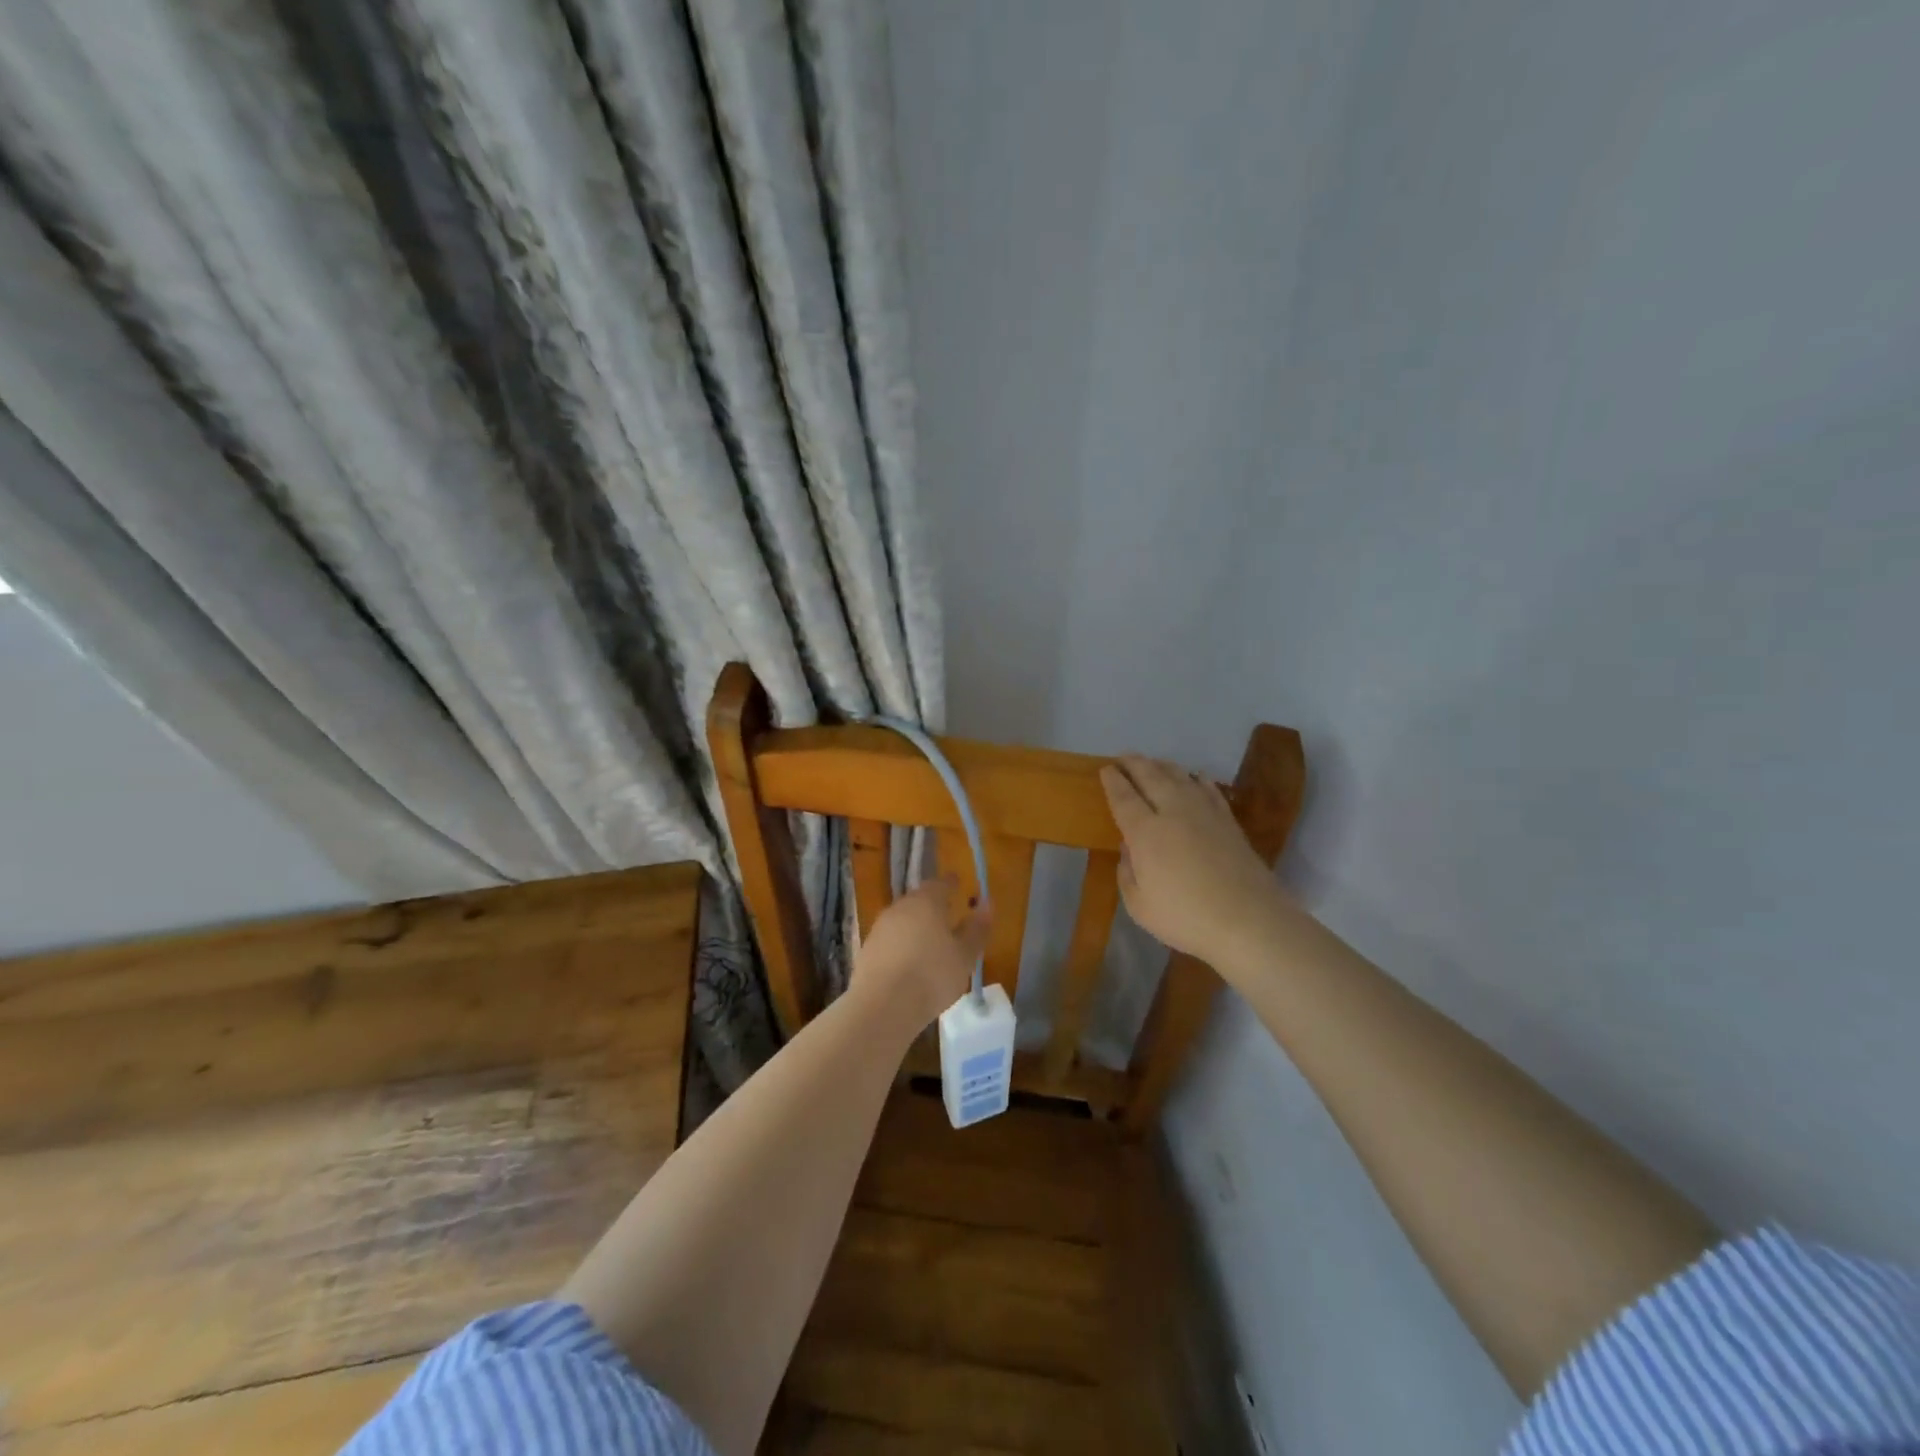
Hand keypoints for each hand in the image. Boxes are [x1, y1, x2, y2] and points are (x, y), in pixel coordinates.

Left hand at [851, 876, 989, 1030]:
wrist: (882, 1005)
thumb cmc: (932, 975)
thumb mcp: (965, 955)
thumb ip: (977, 928)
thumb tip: (987, 904)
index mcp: (926, 902)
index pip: (941, 884)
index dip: (951, 884)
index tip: (958, 883)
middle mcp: (900, 907)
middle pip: (919, 900)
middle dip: (933, 905)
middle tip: (947, 912)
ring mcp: (880, 928)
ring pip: (903, 919)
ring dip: (916, 925)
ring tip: (930, 940)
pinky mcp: (867, 950)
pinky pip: (891, 939)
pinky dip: (902, 944)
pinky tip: (910, 961)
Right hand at [1100, 755, 1285, 966]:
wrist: (1249, 921)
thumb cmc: (1186, 917)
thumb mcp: (1140, 905)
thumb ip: (1127, 873)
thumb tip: (1129, 849)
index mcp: (1145, 832)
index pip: (1124, 796)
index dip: (1113, 781)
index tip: (1105, 769)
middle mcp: (1173, 812)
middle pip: (1151, 776)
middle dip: (1134, 763)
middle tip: (1123, 757)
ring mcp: (1205, 813)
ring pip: (1180, 776)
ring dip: (1162, 765)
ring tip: (1153, 763)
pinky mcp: (1228, 821)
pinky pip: (1208, 789)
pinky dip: (1197, 779)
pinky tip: (1195, 777)